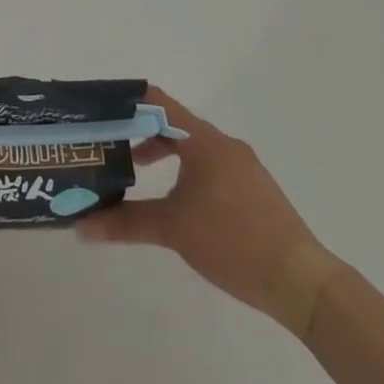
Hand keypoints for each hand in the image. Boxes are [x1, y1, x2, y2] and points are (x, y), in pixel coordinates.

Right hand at [77, 87, 347, 338]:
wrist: (302, 281)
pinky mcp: (254, 188)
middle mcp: (225, 145)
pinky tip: (177, 199)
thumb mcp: (172, 230)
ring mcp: (243, 166)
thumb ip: (125, 222)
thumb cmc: (232, 242)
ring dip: (163, 153)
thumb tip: (81, 227)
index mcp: (205, 142)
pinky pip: (211, 165)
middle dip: (140, 132)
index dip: (128, 102)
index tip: (100, 112)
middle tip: (109, 146)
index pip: (159, 103)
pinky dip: (186, 169)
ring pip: (194, 146)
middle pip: (174, 124)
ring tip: (137, 172)